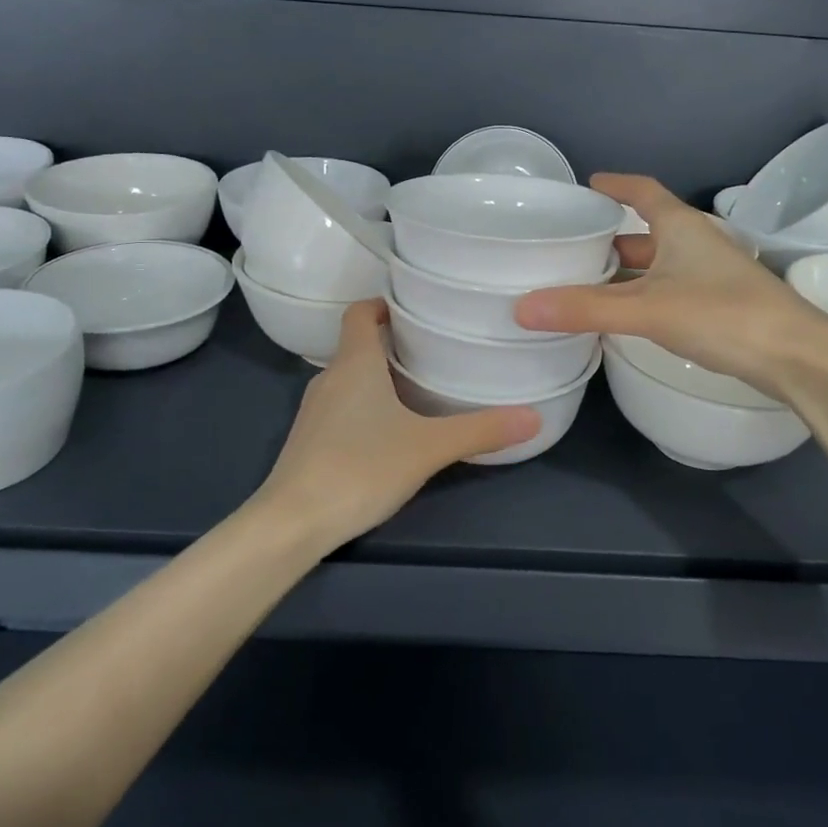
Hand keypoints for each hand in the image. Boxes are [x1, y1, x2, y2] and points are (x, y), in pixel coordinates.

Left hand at [255, 300, 539, 550]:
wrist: (293, 522)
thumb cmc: (360, 467)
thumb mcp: (428, 447)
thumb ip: (480, 431)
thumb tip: (534, 417)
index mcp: (354, 363)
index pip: (358, 313)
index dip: (382, 304)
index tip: (413, 309)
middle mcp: (328, 378)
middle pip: (357, 345)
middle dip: (392, 344)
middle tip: (433, 350)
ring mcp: (314, 412)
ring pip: (349, 379)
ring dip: (379, 377)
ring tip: (419, 388)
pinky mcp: (309, 441)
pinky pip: (341, 408)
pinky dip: (365, 407)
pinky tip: (390, 432)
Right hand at [514, 174, 827, 398]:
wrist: (797, 356)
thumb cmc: (723, 314)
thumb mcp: (647, 309)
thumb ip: (585, 308)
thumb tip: (521, 308)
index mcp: (681, 226)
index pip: (643, 191)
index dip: (616, 184)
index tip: (587, 184)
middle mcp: (696, 243)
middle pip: (646, 231)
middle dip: (610, 237)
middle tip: (569, 246)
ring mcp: (710, 275)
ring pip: (657, 265)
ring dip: (624, 273)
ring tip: (583, 283)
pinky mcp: (717, 306)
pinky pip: (666, 291)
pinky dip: (640, 297)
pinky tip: (621, 316)